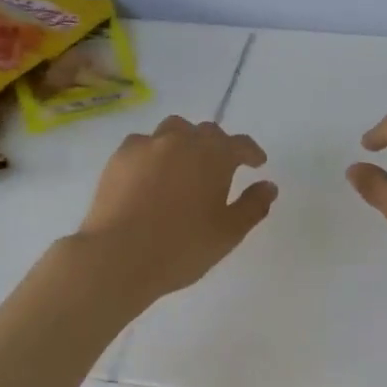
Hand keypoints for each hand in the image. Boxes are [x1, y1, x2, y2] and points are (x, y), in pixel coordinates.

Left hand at [76, 117, 277, 302]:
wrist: (118, 256)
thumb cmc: (182, 247)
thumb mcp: (229, 232)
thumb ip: (253, 206)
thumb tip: (268, 186)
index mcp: (214, 155)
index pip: (240, 144)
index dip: (252, 153)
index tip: (257, 164)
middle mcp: (181, 140)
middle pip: (206, 132)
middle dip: (218, 146)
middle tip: (221, 168)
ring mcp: (146, 145)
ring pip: (172, 130)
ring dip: (184, 142)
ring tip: (184, 164)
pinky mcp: (118, 158)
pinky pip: (143, 144)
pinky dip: (153, 153)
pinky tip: (151, 173)